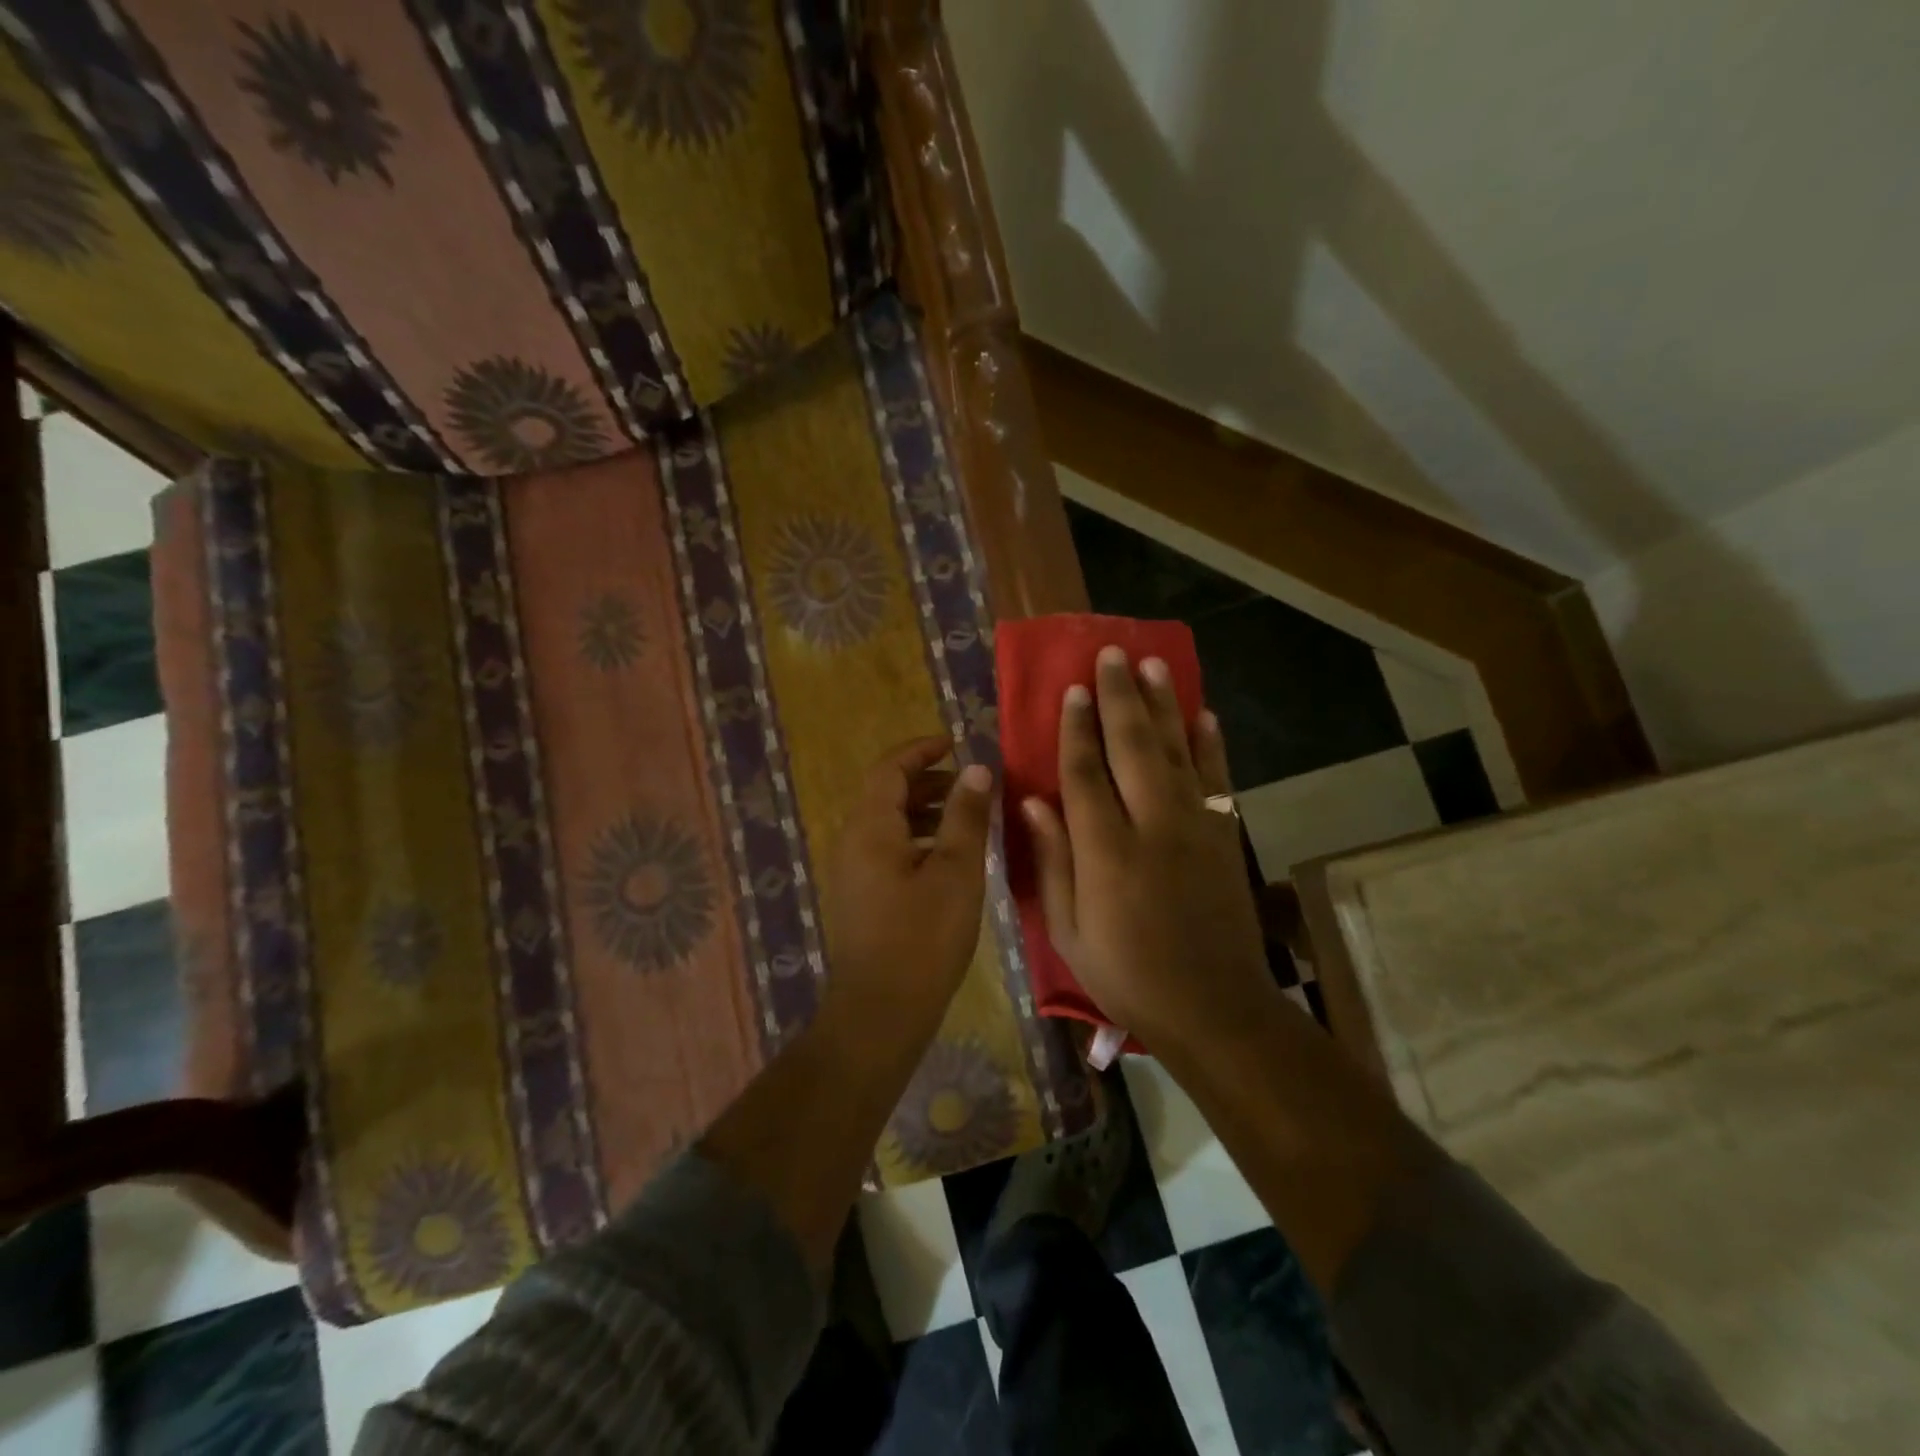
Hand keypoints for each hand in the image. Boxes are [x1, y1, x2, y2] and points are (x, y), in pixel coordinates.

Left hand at [822, 737, 994, 1039]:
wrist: (881, 1012)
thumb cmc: (923, 937)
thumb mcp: (956, 871)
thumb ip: (966, 815)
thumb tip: (976, 768)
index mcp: (870, 828)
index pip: (890, 768)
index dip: (921, 750)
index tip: (954, 742)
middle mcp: (852, 842)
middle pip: (887, 794)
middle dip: (928, 782)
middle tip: (970, 784)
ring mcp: (853, 872)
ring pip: (889, 824)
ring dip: (925, 812)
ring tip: (967, 819)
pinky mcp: (861, 897)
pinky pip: (887, 850)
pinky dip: (918, 840)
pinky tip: (949, 860)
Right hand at [1022, 647, 1274, 1054]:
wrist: (1214, 1007)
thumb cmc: (1127, 974)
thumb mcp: (1069, 930)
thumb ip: (1053, 860)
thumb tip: (1032, 801)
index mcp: (1106, 851)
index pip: (1085, 774)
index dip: (1076, 729)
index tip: (1072, 690)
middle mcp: (1153, 826)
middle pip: (1133, 747)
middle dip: (1120, 697)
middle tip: (1112, 655)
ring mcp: (1195, 827)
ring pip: (1177, 751)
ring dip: (1164, 705)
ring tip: (1154, 665)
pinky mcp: (1224, 836)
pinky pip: (1217, 778)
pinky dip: (1210, 744)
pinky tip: (1204, 715)